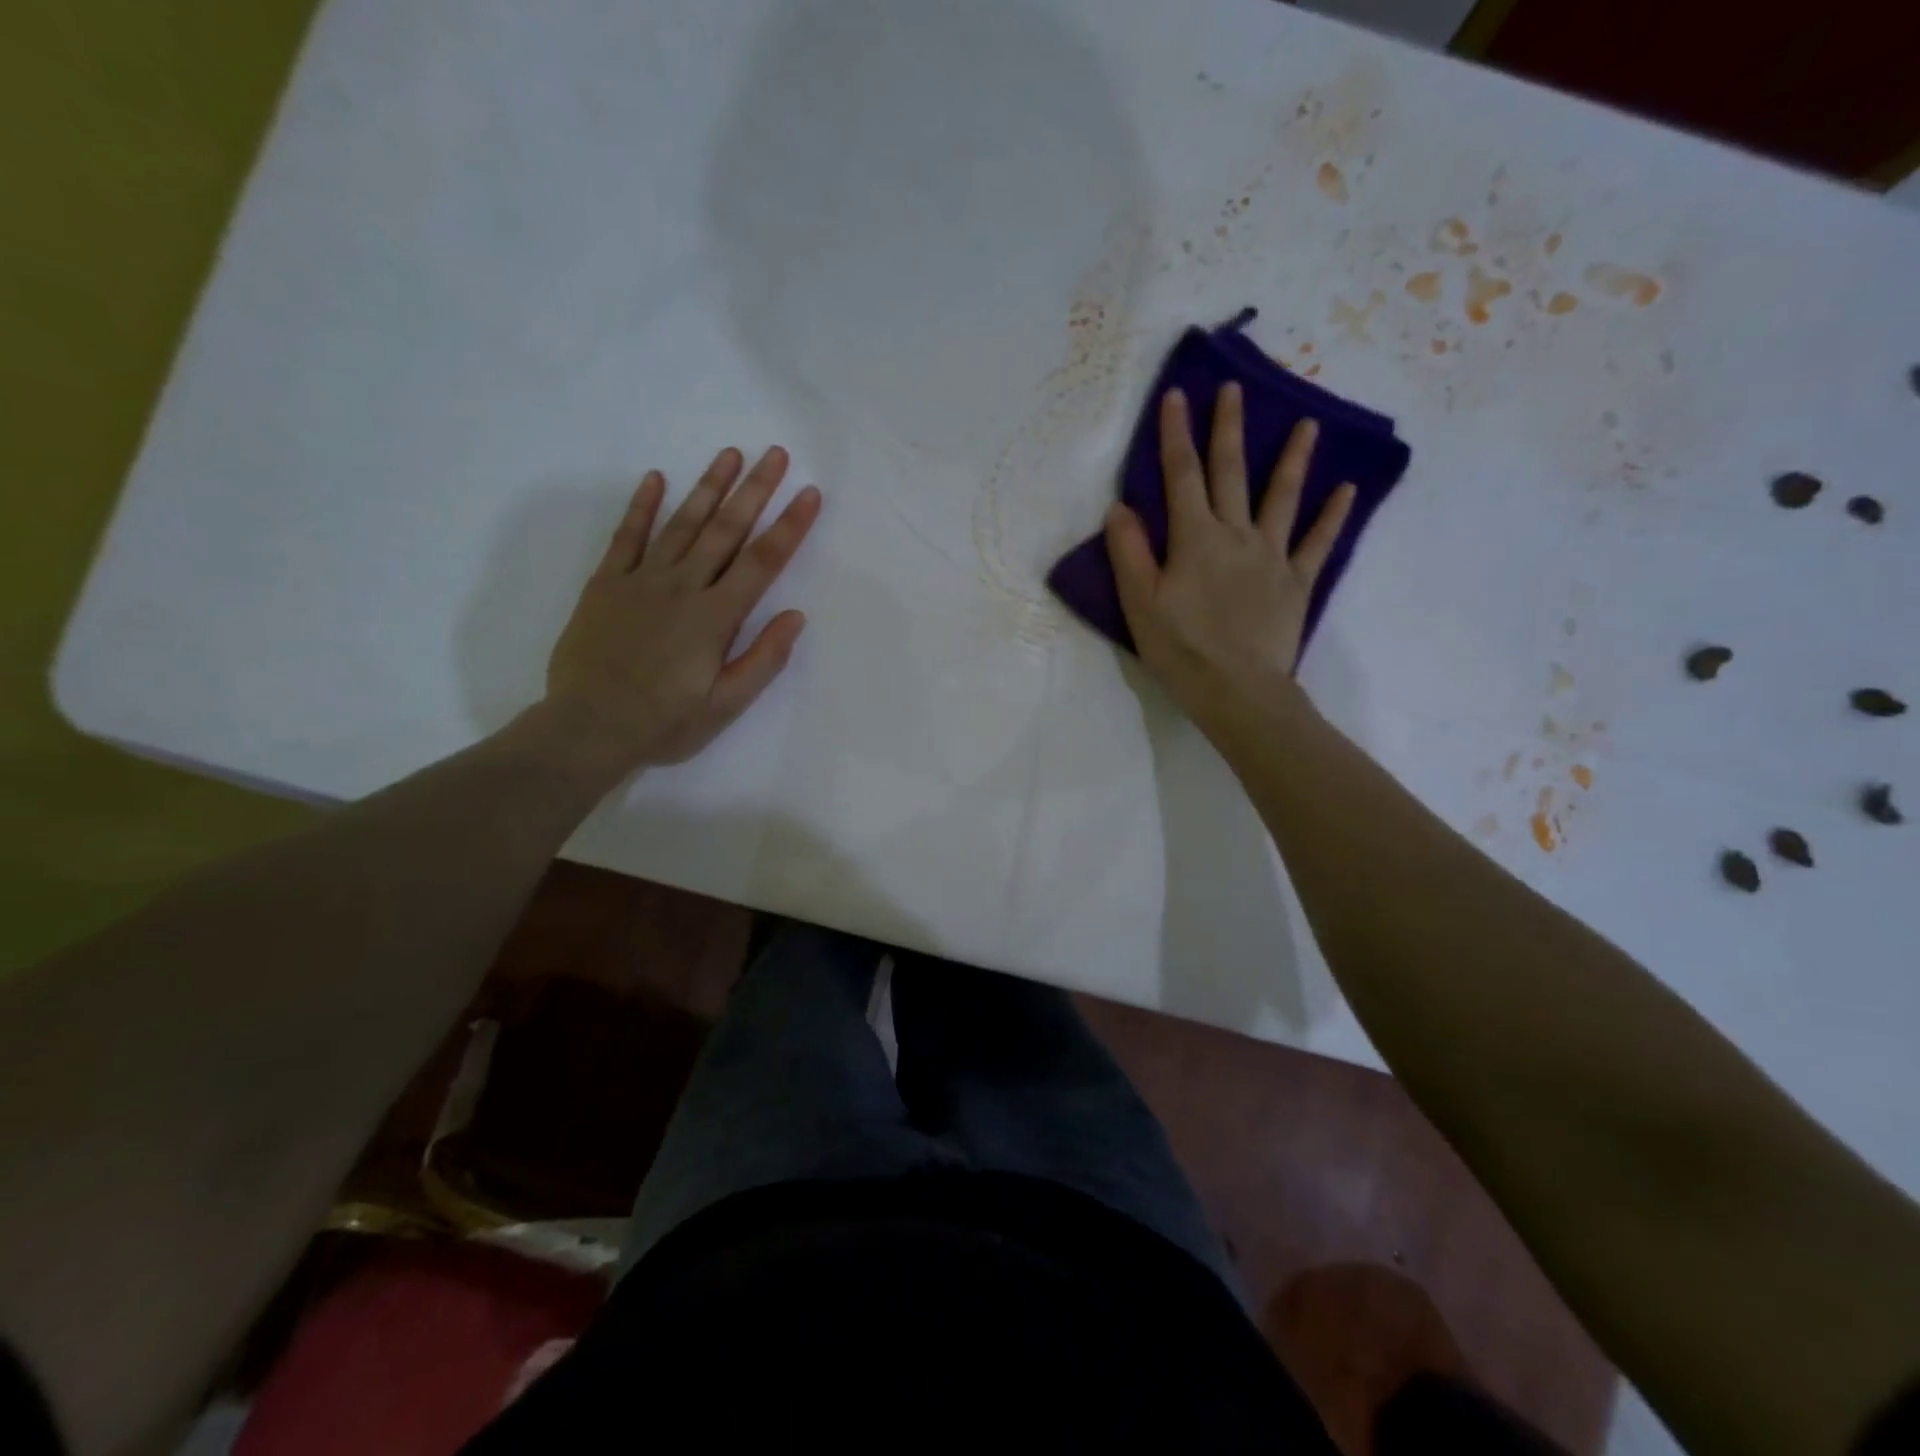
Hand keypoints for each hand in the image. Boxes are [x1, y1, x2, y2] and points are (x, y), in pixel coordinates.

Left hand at [539, 445, 821, 779]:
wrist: (588, 728)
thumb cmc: (665, 722)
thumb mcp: (726, 704)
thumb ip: (763, 658)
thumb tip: (796, 616)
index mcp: (716, 616)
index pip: (762, 561)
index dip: (790, 526)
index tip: (809, 493)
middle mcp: (683, 587)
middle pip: (726, 530)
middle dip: (755, 490)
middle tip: (775, 453)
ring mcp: (641, 580)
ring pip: (682, 523)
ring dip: (708, 486)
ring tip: (730, 454)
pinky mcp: (606, 584)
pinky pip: (626, 537)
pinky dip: (641, 506)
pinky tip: (656, 478)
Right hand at [1105, 384, 1353, 733]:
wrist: (1237, 689)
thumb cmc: (1181, 648)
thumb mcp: (1139, 603)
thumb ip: (1129, 553)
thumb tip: (1120, 507)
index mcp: (1194, 539)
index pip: (1180, 476)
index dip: (1176, 434)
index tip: (1177, 395)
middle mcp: (1235, 535)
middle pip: (1231, 473)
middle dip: (1229, 429)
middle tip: (1235, 388)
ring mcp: (1271, 556)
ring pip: (1282, 497)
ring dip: (1293, 458)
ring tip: (1308, 423)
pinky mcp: (1296, 582)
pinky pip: (1317, 543)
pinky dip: (1332, 516)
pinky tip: (1346, 490)